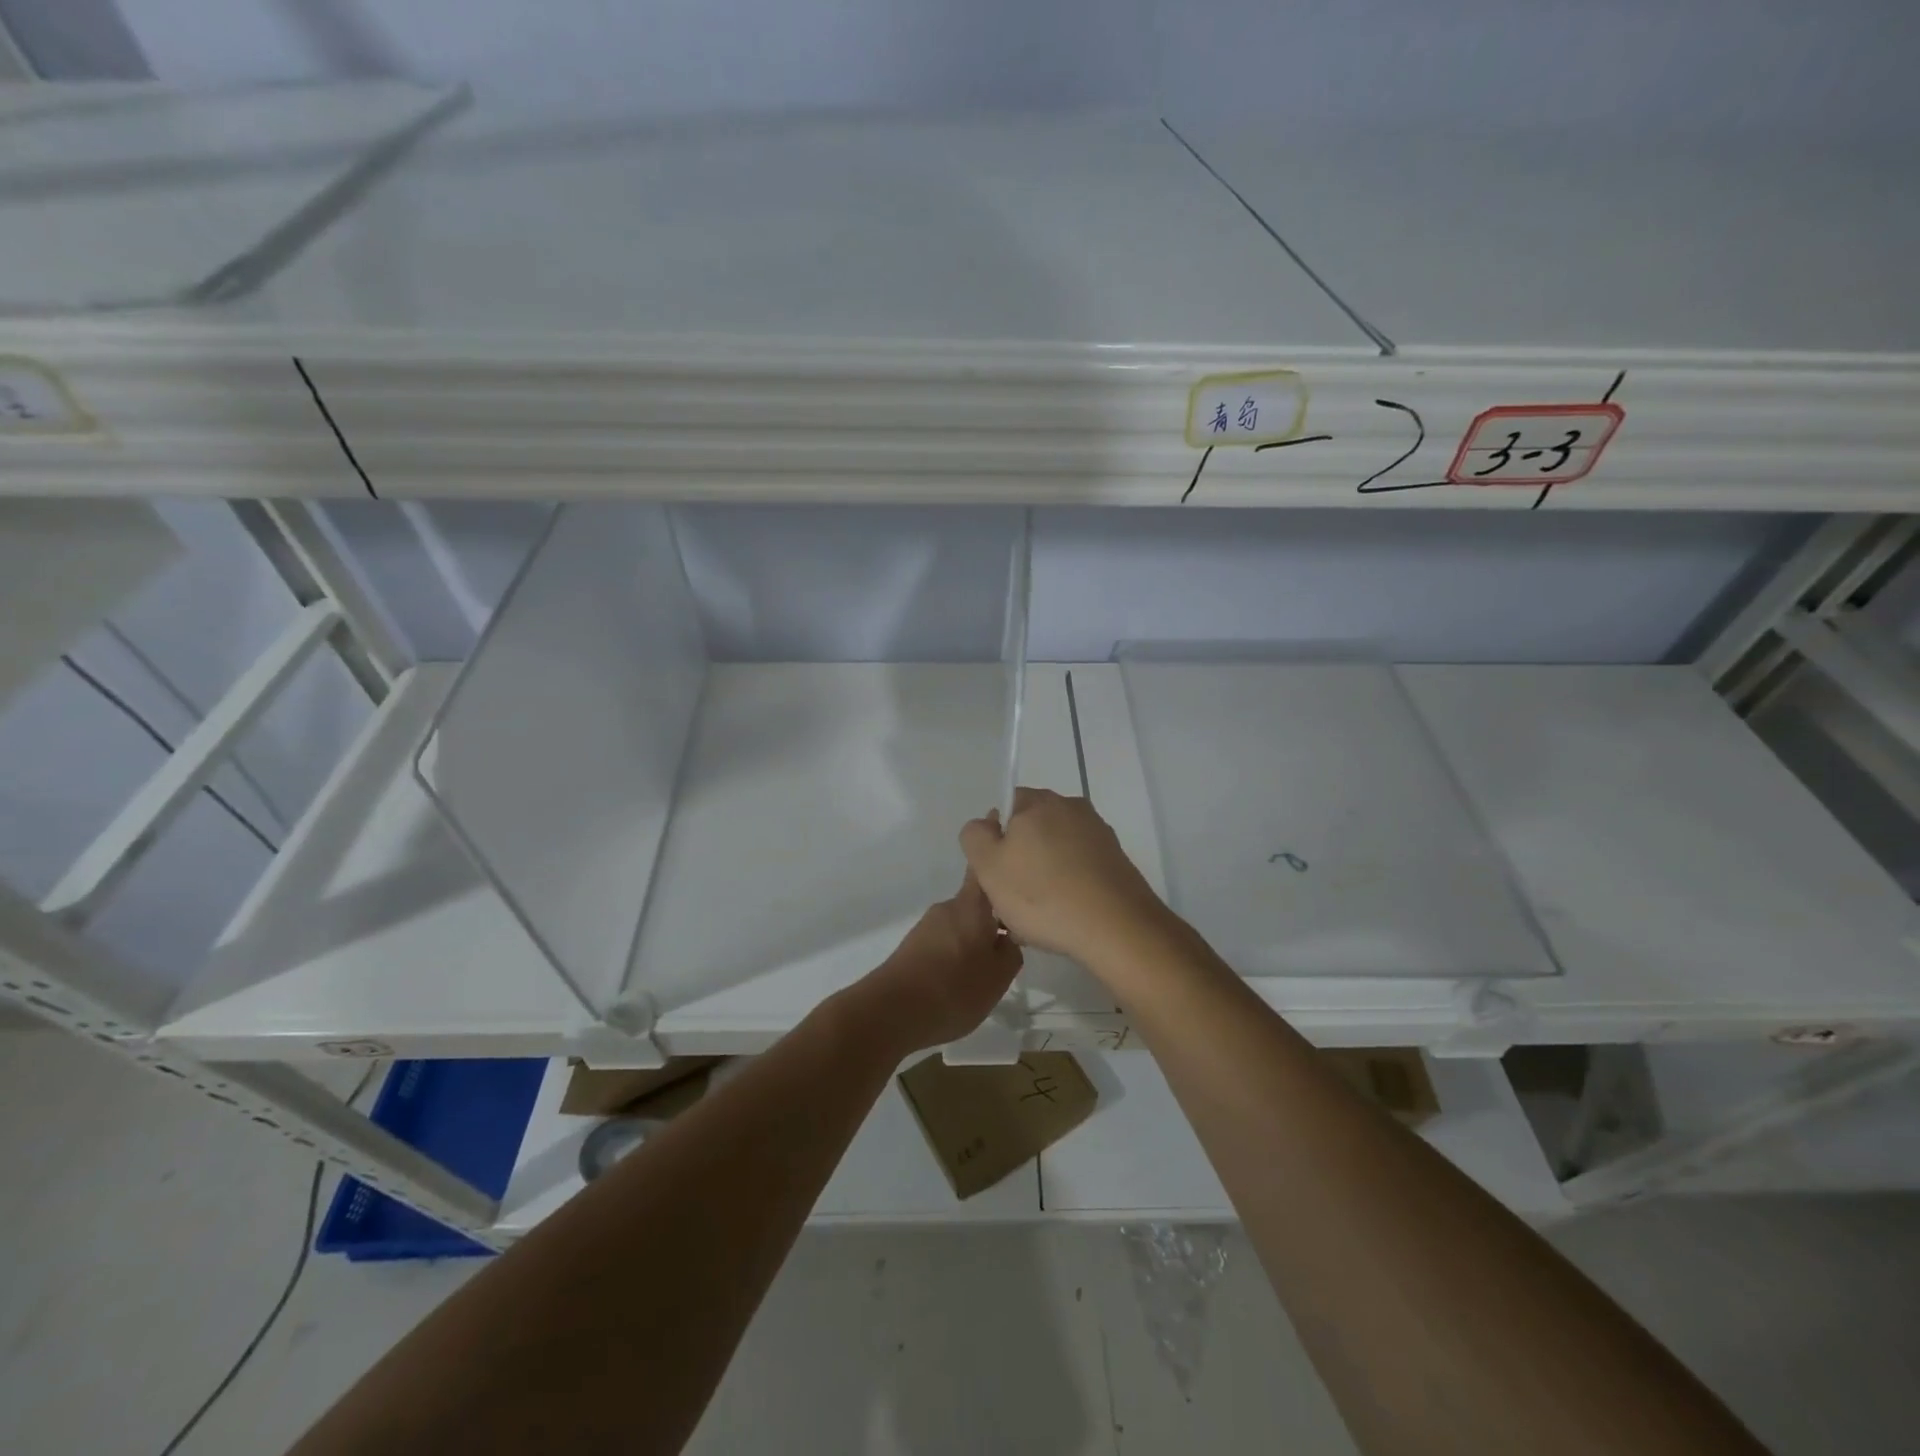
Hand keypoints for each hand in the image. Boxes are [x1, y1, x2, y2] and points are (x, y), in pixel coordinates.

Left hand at [851, 873, 1023, 1053]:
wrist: (892, 1011)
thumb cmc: (955, 989)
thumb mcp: (998, 976)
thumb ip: (1010, 952)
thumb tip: (1007, 938)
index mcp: (971, 905)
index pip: (983, 873)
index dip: (997, 874)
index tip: (1013, 887)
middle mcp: (946, 907)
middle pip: (974, 905)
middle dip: (990, 923)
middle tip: (1005, 951)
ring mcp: (926, 926)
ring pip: (958, 927)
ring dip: (971, 944)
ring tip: (980, 975)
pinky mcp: (911, 946)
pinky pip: (941, 943)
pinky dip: (952, 957)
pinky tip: (956, 984)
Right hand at [959, 788, 1170, 963]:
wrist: (1117, 928)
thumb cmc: (1042, 895)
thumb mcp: (988, 867)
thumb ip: (975, 836)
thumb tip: (986, 825)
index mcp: (1039, 801)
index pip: (1007, 805)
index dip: (995, 839)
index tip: (995, 872)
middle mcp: (1072, 808)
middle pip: (1033, 829)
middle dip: (1020, 859)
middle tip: (1011, 899)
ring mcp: (1099, 834)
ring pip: (1057, 852)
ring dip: (1044, 876)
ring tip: (1038, 917)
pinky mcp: (1117, 861)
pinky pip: (1080, 869)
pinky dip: (1069, 887)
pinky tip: (1065, 918)